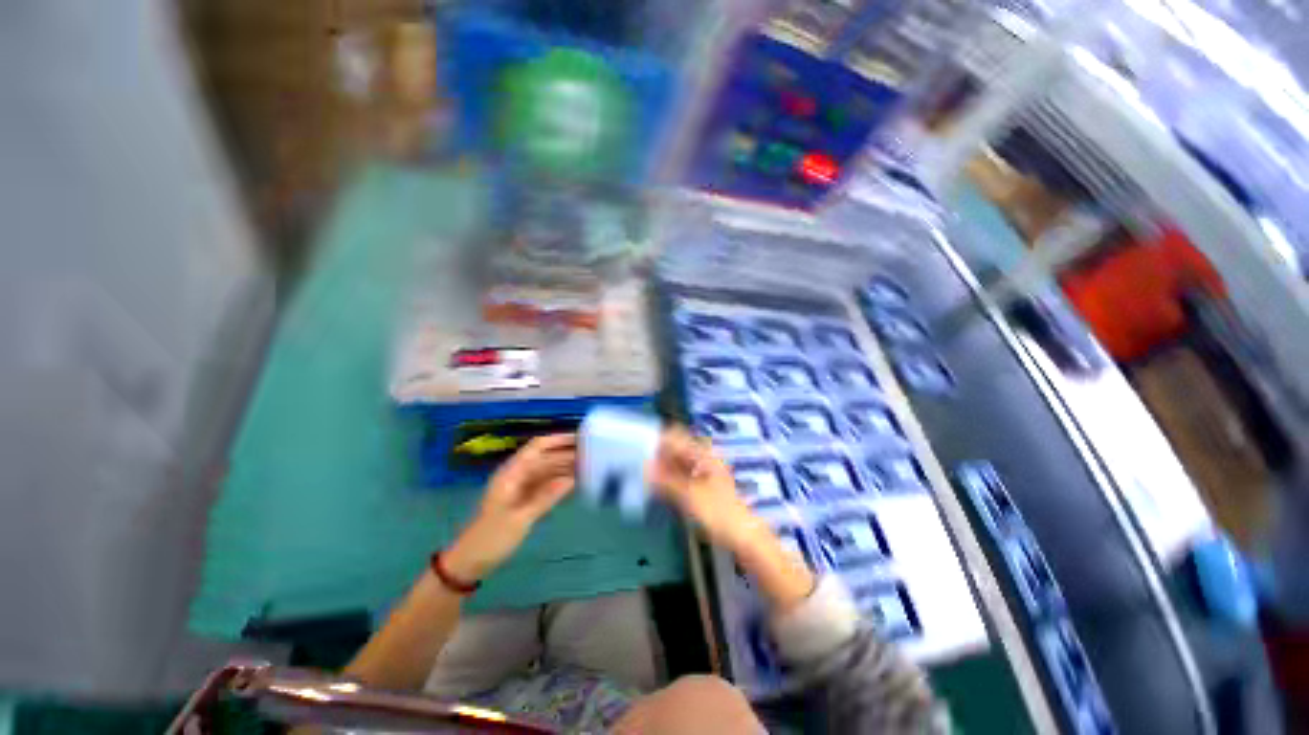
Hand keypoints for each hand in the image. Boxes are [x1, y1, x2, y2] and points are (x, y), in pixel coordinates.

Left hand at [445, 434, 576, 581]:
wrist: (470, 562)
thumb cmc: (491, 538)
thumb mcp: (520, 519)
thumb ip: (546, 497)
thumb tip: (572, 479)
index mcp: (512, 473)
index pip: (538, 446)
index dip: (559, 440)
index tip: (581, 438)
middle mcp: (517, 475)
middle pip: (546, 457)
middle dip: (567, 454)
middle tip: (594, 454)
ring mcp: (521, 487)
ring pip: (548, 471)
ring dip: (566, 468)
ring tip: (590, 467)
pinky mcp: (525, 500)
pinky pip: (546, 485)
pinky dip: (560, 483)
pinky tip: (577, 484)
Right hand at [646, 427, 764, 551]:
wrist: (745, 537)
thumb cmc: (719, 514)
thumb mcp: (690, 497)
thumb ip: (666, 481)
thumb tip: (645, 467)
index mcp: (703, 455)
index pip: (677, 437)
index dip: (659, 442)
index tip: (642, 453)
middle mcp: (704, 459)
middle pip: (677, 449)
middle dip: (659, 456)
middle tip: (641, 469)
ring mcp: (704, 473)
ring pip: (679, 463)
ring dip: (664, 468)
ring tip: (646, 479)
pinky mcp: (703, 487)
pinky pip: (682, 476)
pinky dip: (671, 479)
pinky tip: (660, 489)